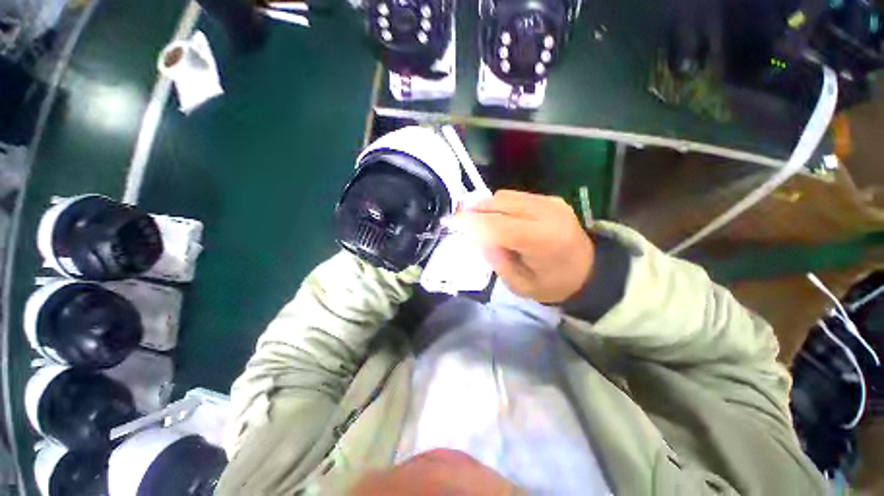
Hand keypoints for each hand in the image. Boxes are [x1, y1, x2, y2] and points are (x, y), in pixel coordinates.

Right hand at [452, 190, 594, 303]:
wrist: (590, 272)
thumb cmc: (554, 285)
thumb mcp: (520, 285)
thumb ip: (497, 260)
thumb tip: (478, 237)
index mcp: (542, 240)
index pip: (498, 225)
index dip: (471, 222)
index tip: (451, 222)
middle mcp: (548, 213)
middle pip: (500, 202)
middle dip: (476, 210)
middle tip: (461, 220)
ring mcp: (551, 202)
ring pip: (506, 195)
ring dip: (488, 206)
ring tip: (480, 220)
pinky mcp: (551, 198)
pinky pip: (517, 196)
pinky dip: (501, 205)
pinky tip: (500, 218)